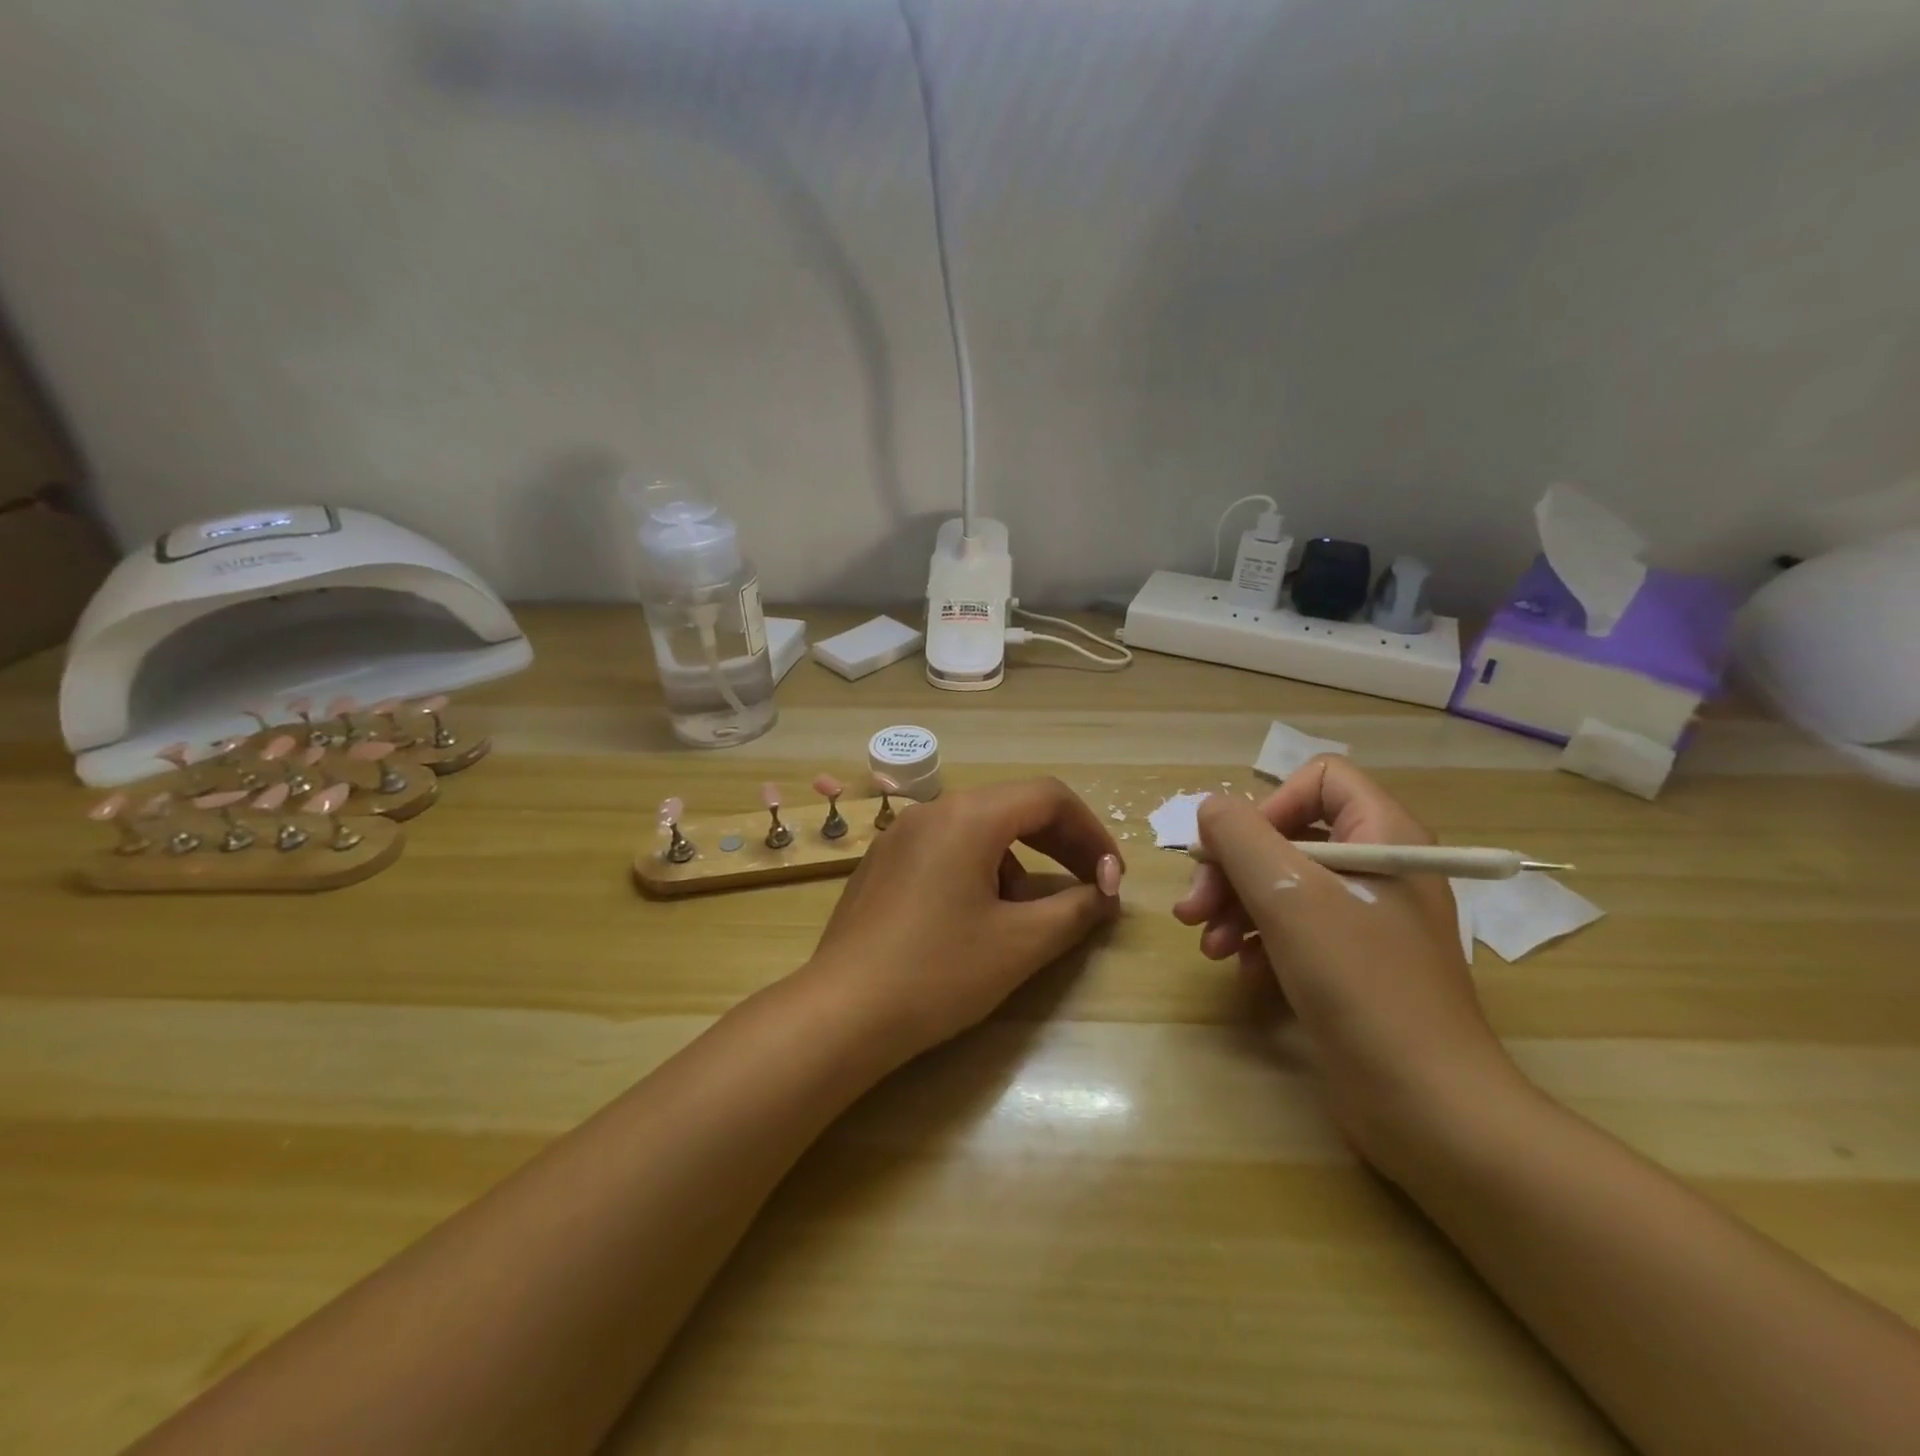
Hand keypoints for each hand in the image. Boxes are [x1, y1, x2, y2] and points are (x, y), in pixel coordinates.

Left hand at [802, 778, 1123, 1064]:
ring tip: (1026, 916)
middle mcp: (932, 810)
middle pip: (1014, 807)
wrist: (842, 1013)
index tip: (1113, 879)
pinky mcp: (882, 862)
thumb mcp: (1020, 944)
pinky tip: (976, 917)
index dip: (1092, 833)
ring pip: (980, 829)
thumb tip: (1105, 894)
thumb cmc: (938, 973)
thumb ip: (1075, 910)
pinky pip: (946, 847)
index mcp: (968, 816)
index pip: (1049, 798)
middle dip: (1061, 845)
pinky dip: (981, 868)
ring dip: (1019, 861)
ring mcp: (900, 834)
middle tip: (1091, 887)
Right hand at [1172, 756, 1523, 1174]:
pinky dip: (1259, 945)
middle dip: (1232, 870)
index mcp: (1384, 837)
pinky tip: (1242, 974)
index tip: (1234, 852)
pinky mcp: (1351, 966)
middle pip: (1287, 837)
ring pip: (1282, 886)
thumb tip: (1212, 808)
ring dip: (1235, 909)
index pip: (1320, 780)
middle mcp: (1378, 869)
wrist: (1427, 1107)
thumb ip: (1241, 838)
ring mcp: (1366, 921)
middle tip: (1192, 910)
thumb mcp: (1290, 898)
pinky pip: (1293, 931)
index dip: (1268, 806)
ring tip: (1208, 948)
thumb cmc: (1361, 985)